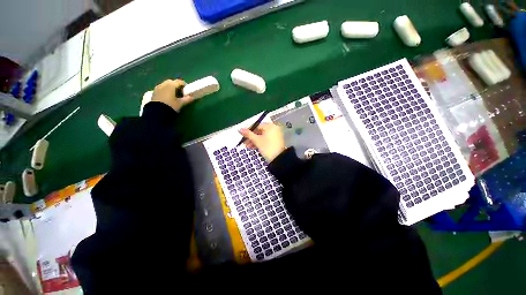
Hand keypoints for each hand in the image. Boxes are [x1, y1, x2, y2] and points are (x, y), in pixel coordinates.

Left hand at [151, 79, 195, 111]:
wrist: (157, 113)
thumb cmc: (171, 106)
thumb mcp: (181, 103)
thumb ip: (187, 99)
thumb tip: (192, 97)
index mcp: (171, 85)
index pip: (179, 82)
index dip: (184, 85)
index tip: (187, 90)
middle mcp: (163, 84)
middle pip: (172, 82)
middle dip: (176, 86)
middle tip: (181, 92)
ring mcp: (157, 88)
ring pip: (166, 85)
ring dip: (170, 88)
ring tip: (174, 95)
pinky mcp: (154, 92)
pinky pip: (161, 88)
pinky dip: (165, 90)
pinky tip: (168, 97)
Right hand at [239, 123, 285, 161]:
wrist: (278, 159)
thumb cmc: (267, 148)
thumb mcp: (256, 140)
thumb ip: (248, 134)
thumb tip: (240, 129)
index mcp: (270, 126)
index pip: (257, 125)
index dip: (249, 130)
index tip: (242, 134)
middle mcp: (274, 129)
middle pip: (259, 131)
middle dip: (251, 137)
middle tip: (244, 141)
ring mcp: (275, 135)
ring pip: (262, 136)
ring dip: (254, 140)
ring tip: (247, 146)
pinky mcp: (275, 141)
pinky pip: (266, 139)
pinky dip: (260, 142)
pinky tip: (253, 147)